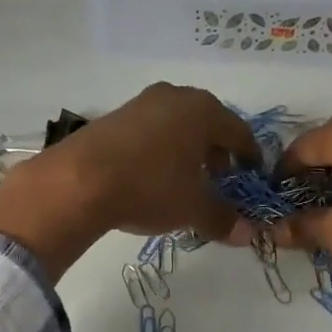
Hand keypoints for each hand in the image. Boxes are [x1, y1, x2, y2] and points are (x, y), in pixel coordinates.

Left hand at [0, 84, 258, 279]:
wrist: (79, 181)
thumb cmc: (150, 187)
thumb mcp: (193, 208)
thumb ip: (223, 218)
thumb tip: (248, 234)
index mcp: (204, 110)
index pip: (239, 132)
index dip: (250, 157)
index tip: (252, 176)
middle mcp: (175, 97)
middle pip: (208, 124)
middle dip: (217, 152)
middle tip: (220, 180)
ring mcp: (141, 103)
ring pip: (177, 125)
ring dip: (187, 151)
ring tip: (185, 181)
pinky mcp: (113, 116)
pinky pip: (151, 131)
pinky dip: (160, 150)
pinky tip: (152, 176)